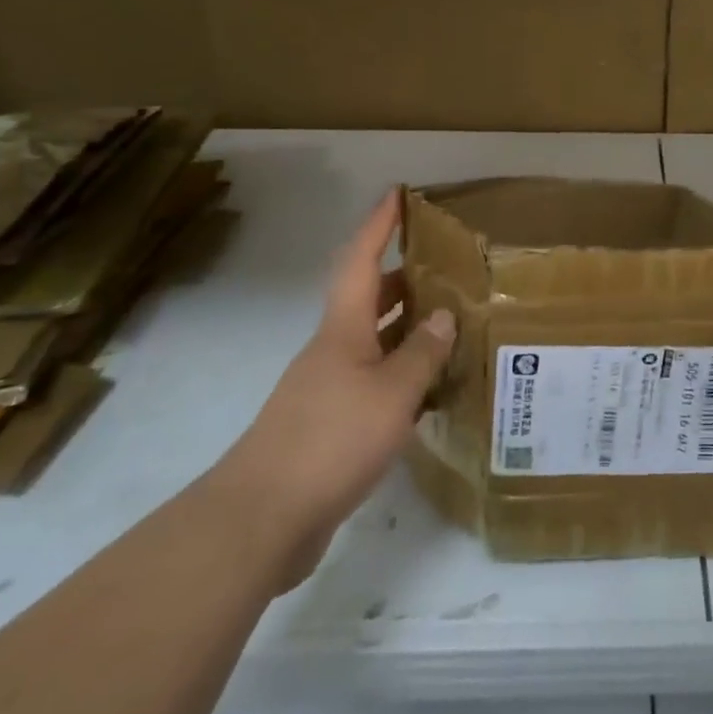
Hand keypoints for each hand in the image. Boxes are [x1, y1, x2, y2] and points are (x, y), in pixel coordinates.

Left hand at [214, 190, 454, 586]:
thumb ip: (422, 352)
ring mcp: (327, 387)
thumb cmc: (330, 439)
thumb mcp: (392, 393)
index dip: (378, 224)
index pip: (361, 261)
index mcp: (343, 329)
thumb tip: (444, 316)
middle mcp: (333, 349)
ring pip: (373, 340)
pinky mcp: (328, 424)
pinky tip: (429, 385)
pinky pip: (373, 380)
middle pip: (368, 298)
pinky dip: (401, 370)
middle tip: (446, 263)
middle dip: (403, 275)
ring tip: (450, 318)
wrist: (261, 520)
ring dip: (406, 325)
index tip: (396, 193)